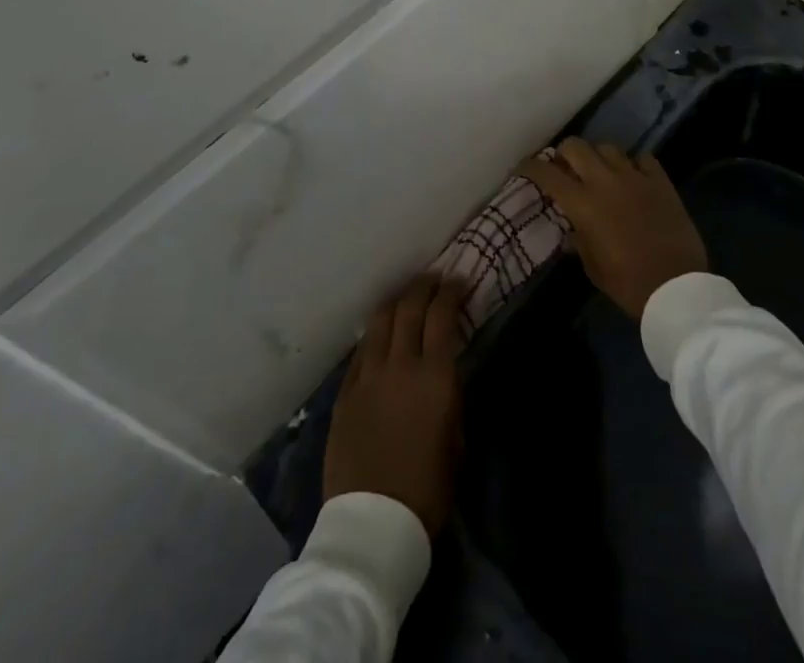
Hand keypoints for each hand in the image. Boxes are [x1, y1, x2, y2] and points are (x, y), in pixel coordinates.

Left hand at [324, 276, 466, 536]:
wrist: (373, 524)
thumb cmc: (427, 488)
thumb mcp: (456, 439)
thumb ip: (450, 396)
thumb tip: (445, 372)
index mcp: (434, 376)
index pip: (442, 315)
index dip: (451, 292)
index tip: (459, 281)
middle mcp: (400, 365)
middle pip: (409, 307)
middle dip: (424, 286)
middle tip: (434, 278)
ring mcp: (368, 376)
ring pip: (380, 320)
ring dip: (396, 301)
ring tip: (406, 295)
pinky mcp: (345, 392)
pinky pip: (361, 350)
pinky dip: (375, 333)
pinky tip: (380, 333)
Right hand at [520, 138, 707, 320]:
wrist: (676, 286)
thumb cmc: (628, 283)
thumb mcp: (594, 268)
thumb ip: (579, 241)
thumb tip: (571, 231)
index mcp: (583, 204)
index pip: (548, 174)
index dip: (531, 166)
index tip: (523, 167)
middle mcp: (605, 181)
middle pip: (576, 147)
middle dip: (565, 153)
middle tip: (564, 167)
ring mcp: (635, 177)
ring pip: (608, 147)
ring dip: (598, 157)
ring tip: (599, 171)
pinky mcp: (661, 181)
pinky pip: (643, 159)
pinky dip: (634, 164)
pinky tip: (633, 176)